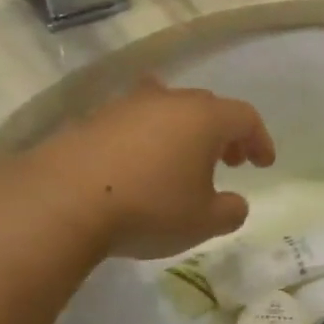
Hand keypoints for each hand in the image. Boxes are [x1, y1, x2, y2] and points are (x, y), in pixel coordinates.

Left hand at [0, 78, 274, 260]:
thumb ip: (230, 211)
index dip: (259, 139)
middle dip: (223, 134)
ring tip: (183, 163)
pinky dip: (148, 140)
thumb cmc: (149, 207)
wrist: (61, 201)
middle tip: (229, 160)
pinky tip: (140, 167)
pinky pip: (134, 123)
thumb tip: (233, 203)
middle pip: (207, 108)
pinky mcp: (92, 120)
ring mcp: (126, 106)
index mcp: (204, 118)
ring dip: (184, 133)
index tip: (263, 163)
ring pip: (167, 110)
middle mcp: (168, 101)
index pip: (245, 118)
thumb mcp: (203, 222)